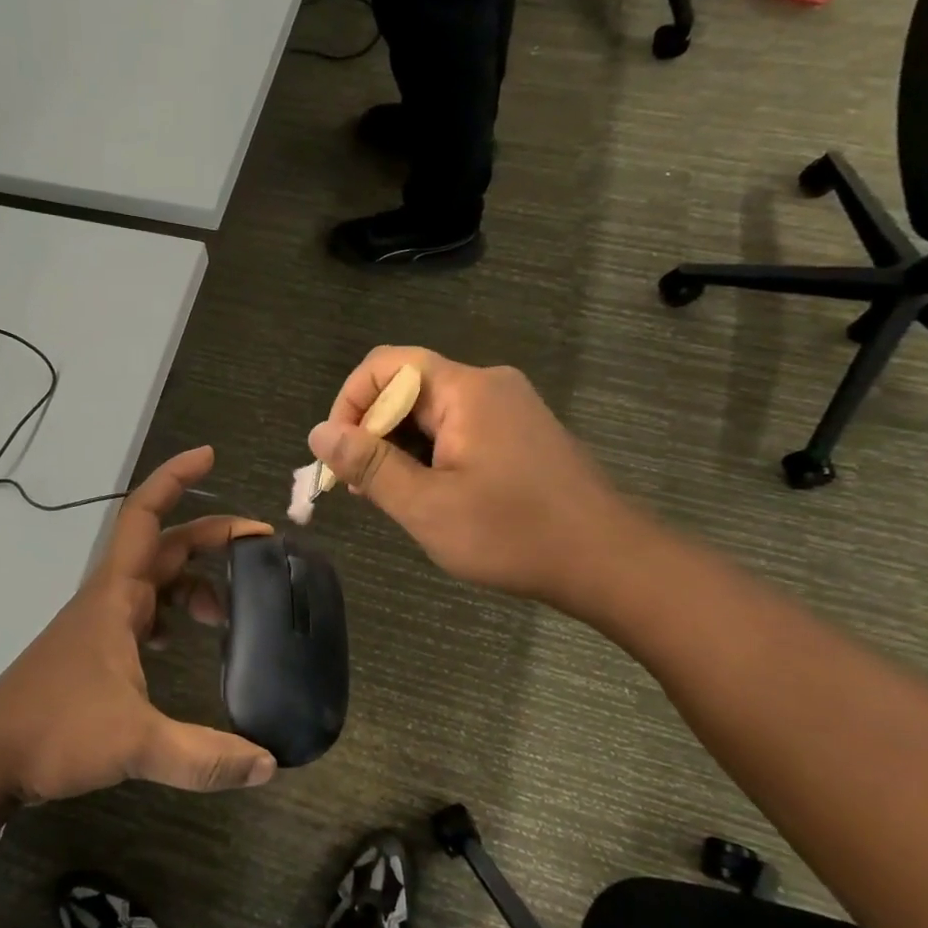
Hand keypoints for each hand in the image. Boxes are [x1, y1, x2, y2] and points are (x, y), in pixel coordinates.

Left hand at [0, 448, 277, 804]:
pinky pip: (145, 612)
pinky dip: (173, 613)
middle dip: (212, 539)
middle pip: (166, 547)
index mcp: (117, 594)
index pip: (146, 515)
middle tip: (261, 547)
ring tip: (228, 617)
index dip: (175, 478)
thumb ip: (203, 756)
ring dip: (195, 584)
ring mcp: (101, 623)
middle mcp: (110, 597)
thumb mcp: (135, 743)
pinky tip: (185, 641)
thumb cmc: (55, 730)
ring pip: (157, 582)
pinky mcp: (97, 649)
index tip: (210, 455)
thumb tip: (268, 765)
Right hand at [307, 348, 657, 617]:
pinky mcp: (519, 433)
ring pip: (429, 413)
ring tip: (393, 500)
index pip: (385, 366)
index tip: (340, 457)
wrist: (609, 562)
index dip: (349, 403)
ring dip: (399, 449)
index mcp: (464, 390)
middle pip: (406, 388)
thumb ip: (369, 466)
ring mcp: (508, 408)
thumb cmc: (514, 534)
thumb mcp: (427, 506)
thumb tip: (319, 433)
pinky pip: (457, 429)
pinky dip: (430, 455)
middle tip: (363, 490)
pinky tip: (430, 496)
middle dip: (372, 433)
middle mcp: (487, 385)